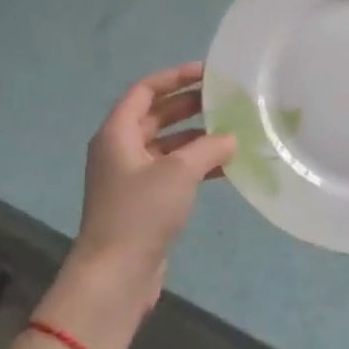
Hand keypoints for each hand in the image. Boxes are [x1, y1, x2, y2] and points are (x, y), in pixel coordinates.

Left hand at [64, 62, 235, 312]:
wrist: (115, 275)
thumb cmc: (140, 213)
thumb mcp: (178, 172)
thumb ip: (208, 147)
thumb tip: (230, 138)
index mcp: (117, 133)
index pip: (145, 90)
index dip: (175, 77)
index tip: (208, 73)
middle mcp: (120, 150)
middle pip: (156, 116)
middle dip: (190, 105)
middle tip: (225, 99)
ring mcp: (131, 178)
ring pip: (167, 145)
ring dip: (197, 137)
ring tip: (233, 131)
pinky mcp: (143, 202)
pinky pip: (172, 172)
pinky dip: (195, 165)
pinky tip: (225, 167)